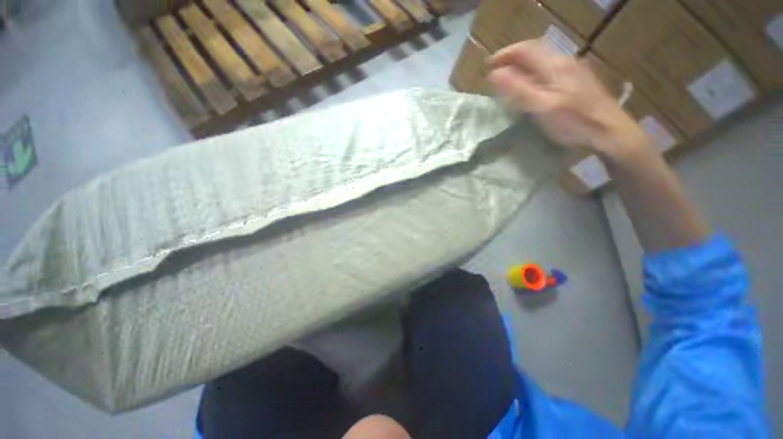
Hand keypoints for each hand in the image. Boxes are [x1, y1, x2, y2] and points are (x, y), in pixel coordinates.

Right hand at [488, 41, 649, 160]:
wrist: (610, 132)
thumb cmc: (574, 122)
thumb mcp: (542, 107)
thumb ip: (518, 89)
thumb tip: (495, 74)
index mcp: (555, 65)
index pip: (524, 49)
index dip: (504, 55)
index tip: (487, 67)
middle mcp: (565, 61)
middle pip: (535, 51)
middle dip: (512, 58)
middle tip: (496, 72)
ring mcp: (574, 70)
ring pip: (543, 60)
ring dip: (523, 65)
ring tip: (510, 79)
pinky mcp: (578, 81)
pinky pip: (550, 69)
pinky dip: (534, 73)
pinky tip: (532, 86)